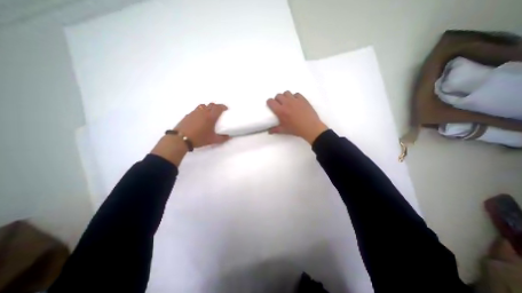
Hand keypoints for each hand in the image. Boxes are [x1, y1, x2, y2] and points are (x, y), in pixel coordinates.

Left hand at [152, 103, 228, 166]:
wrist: (181, 139)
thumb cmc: (199, 138)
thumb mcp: (213, 140)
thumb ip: (222, 138)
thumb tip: (229, 137)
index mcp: (211, 117)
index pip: (218, 107)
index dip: (223, 106)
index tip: (226, 109)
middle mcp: (203, 112)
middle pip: (211, 104)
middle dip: (216, 106)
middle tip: (219, 111)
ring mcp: (195, 112)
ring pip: (203, 105)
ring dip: (208, 107)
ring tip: (209, 113)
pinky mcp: (189, 114)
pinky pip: (197, 109)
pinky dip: (201, 111)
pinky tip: (200, 117)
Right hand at [266, 92, 326, 143]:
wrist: (310, 127)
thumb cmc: (296, 129)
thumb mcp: (284, 130)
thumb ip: (275, 130)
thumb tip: (269, 131)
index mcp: (280, 111)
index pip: (271, 101)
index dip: (269, 102)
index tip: (271, 105)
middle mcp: (286, 103)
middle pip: (278, 95)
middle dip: (277, 99)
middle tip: (280, 105)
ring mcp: (295, 100)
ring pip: (287, 93)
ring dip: (285, 96)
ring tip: (288, 102)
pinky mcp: (303, 99)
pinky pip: (296, 94)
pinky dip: (295, 97)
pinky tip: (296, 102)